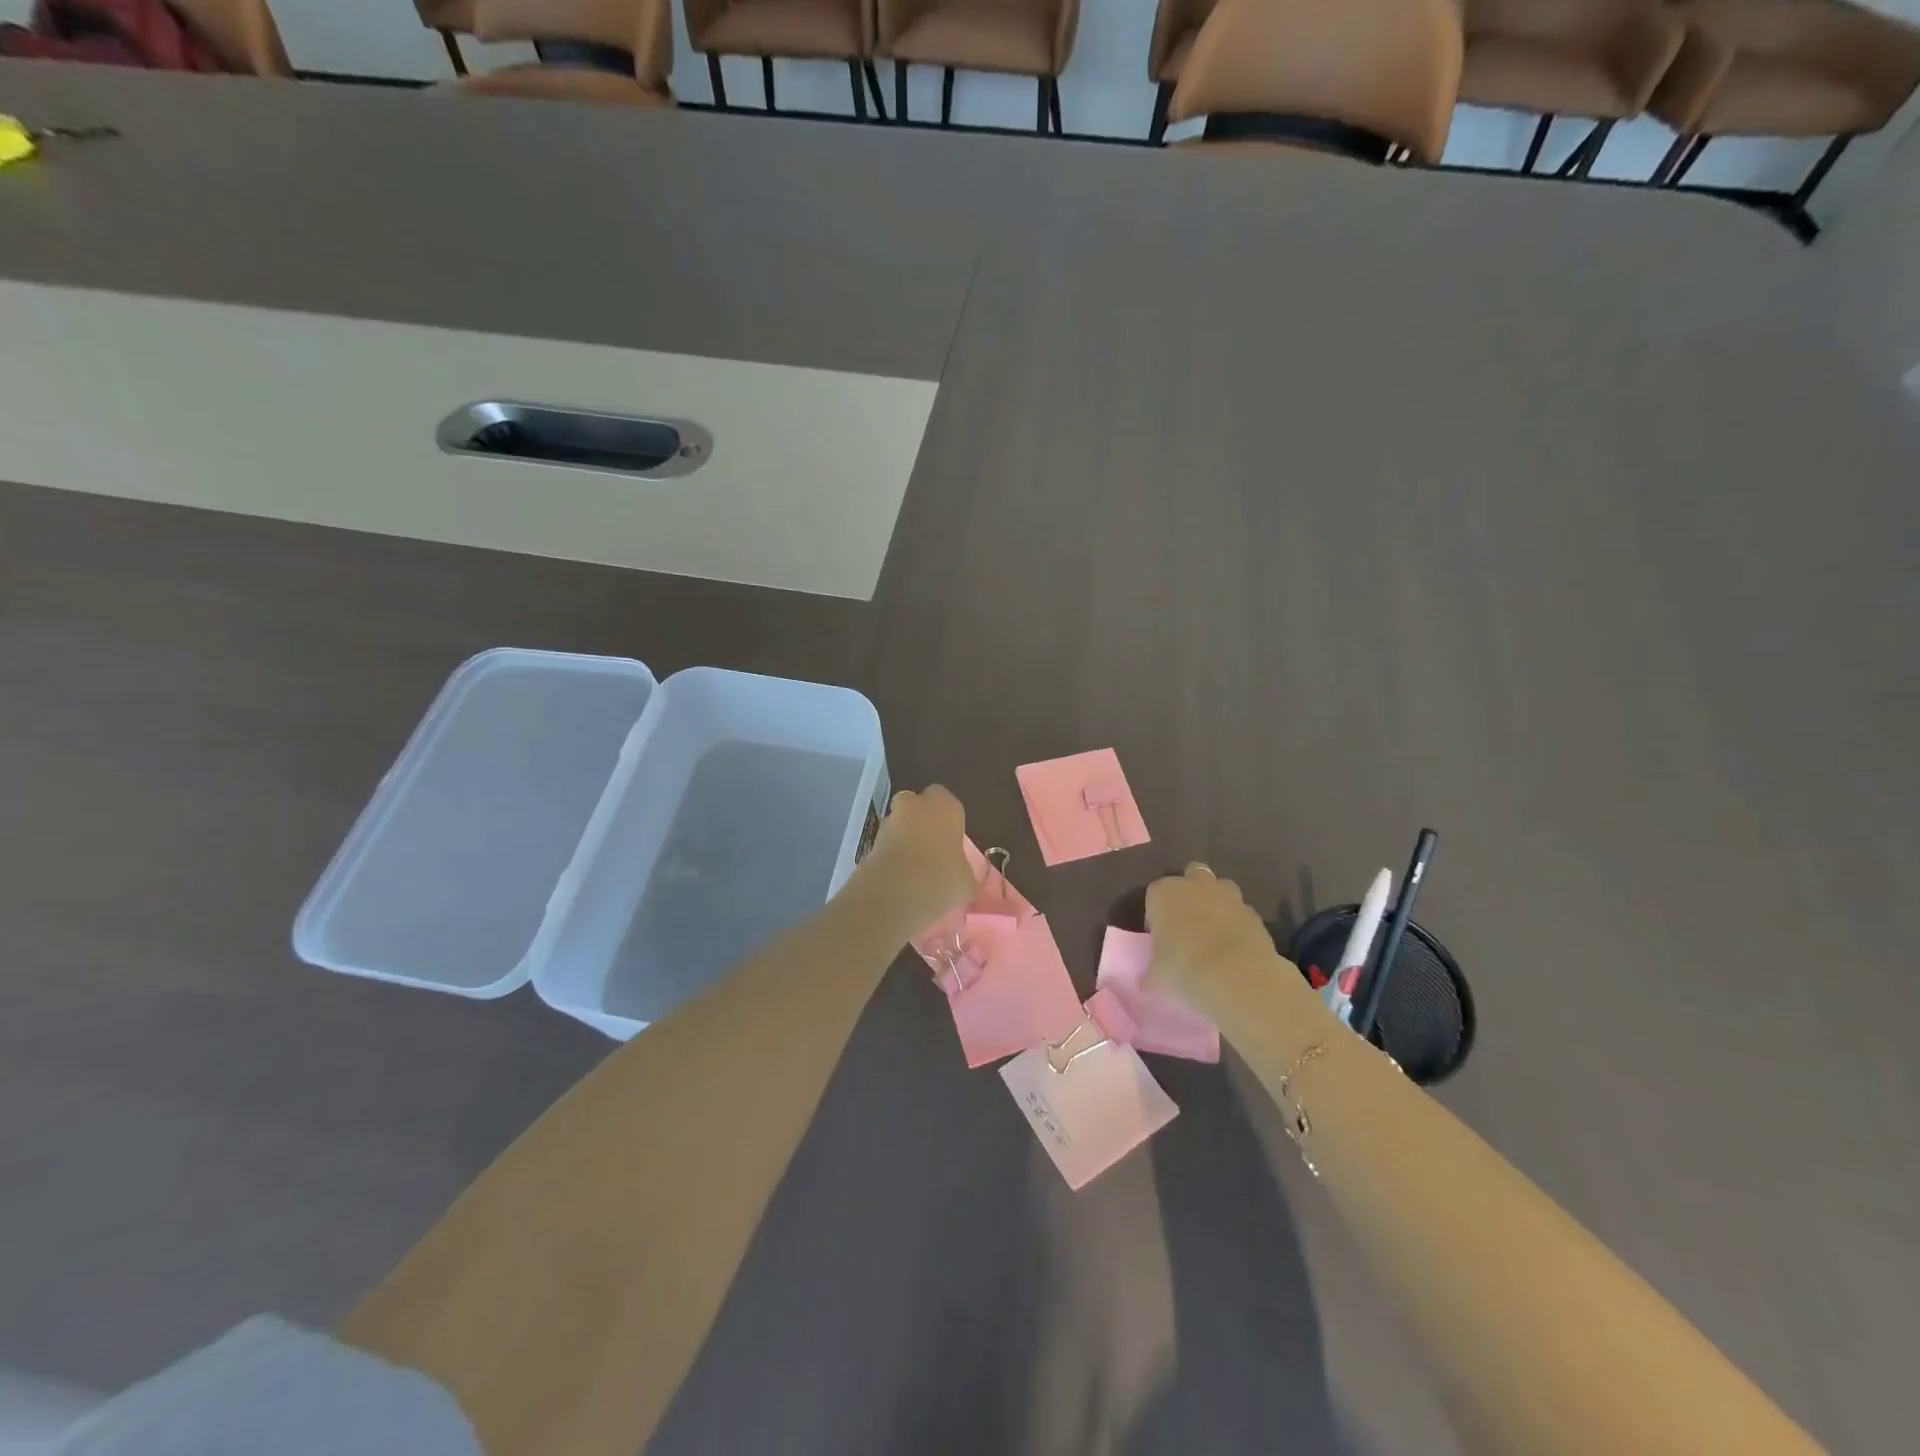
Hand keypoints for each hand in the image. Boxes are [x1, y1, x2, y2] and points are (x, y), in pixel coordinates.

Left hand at [853, 785, 976, 929]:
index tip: (952, 842)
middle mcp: (914, 804)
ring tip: (915, 871)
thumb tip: (965, 883)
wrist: (897, 892)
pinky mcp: (869, 842)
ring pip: (899, 825)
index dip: (949, 821)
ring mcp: (888, 821)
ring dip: (904, 841)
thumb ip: (965, 875)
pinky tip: (900, 880)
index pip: (948, 802)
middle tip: (932, 851)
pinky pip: (885, 846)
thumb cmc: (944, 877)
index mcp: (944, 805)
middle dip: (922, 824)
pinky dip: (891, 857)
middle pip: (918, 807)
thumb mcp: (967, 882)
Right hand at [1145, 863, 1321, 1032]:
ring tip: (1214, 934)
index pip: (1154, 894)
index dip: (1156, 915)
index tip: (1160, 938)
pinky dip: (1237, 924)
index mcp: (1163, 893)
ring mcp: (1228, 895)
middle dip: (1190, 893)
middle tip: (1188, 924)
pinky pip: (1240, 912)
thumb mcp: (1157, 976)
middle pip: (1190, 877)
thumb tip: (1147, 981)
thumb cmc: (1184, 969)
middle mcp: (1194, 885)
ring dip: (1216, 904)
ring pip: (1220, 889)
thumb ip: (1151, 972)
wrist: (1237, 976)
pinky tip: (1235, 949)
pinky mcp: (1254, 912)